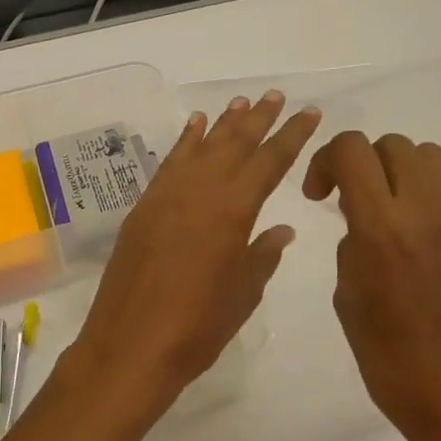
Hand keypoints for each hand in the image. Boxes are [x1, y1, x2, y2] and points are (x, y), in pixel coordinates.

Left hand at [58, 92, 321, 420]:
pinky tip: (194, 126)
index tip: (309, 112)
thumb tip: (281, 228)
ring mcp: (168, 195)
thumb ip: (264, 254)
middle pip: (235, 143)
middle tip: (275, 95)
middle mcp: (201, 190)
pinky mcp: (144, 206)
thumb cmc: (198, 327)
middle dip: (259, 118)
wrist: (131, 344)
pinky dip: (185, 140)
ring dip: (223, 123)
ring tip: (241, 102)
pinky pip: (170, 162)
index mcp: (233, 210)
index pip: (271, 160)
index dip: (293, 134)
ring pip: (202, 146)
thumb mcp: (243, 293)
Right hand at [303, 132, 440, 440]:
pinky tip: (434, 212)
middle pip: (390, 144)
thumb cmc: (390, 359)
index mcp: (380, 227)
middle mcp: (425, 208)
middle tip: (351, 201)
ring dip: (402, 169)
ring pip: (429, 153)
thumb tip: (361, 217)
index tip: (319, 195)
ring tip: (393, 205)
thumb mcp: (348, 296)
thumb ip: (351, 241)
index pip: (351, 149)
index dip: (325, 160)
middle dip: (362, 164)